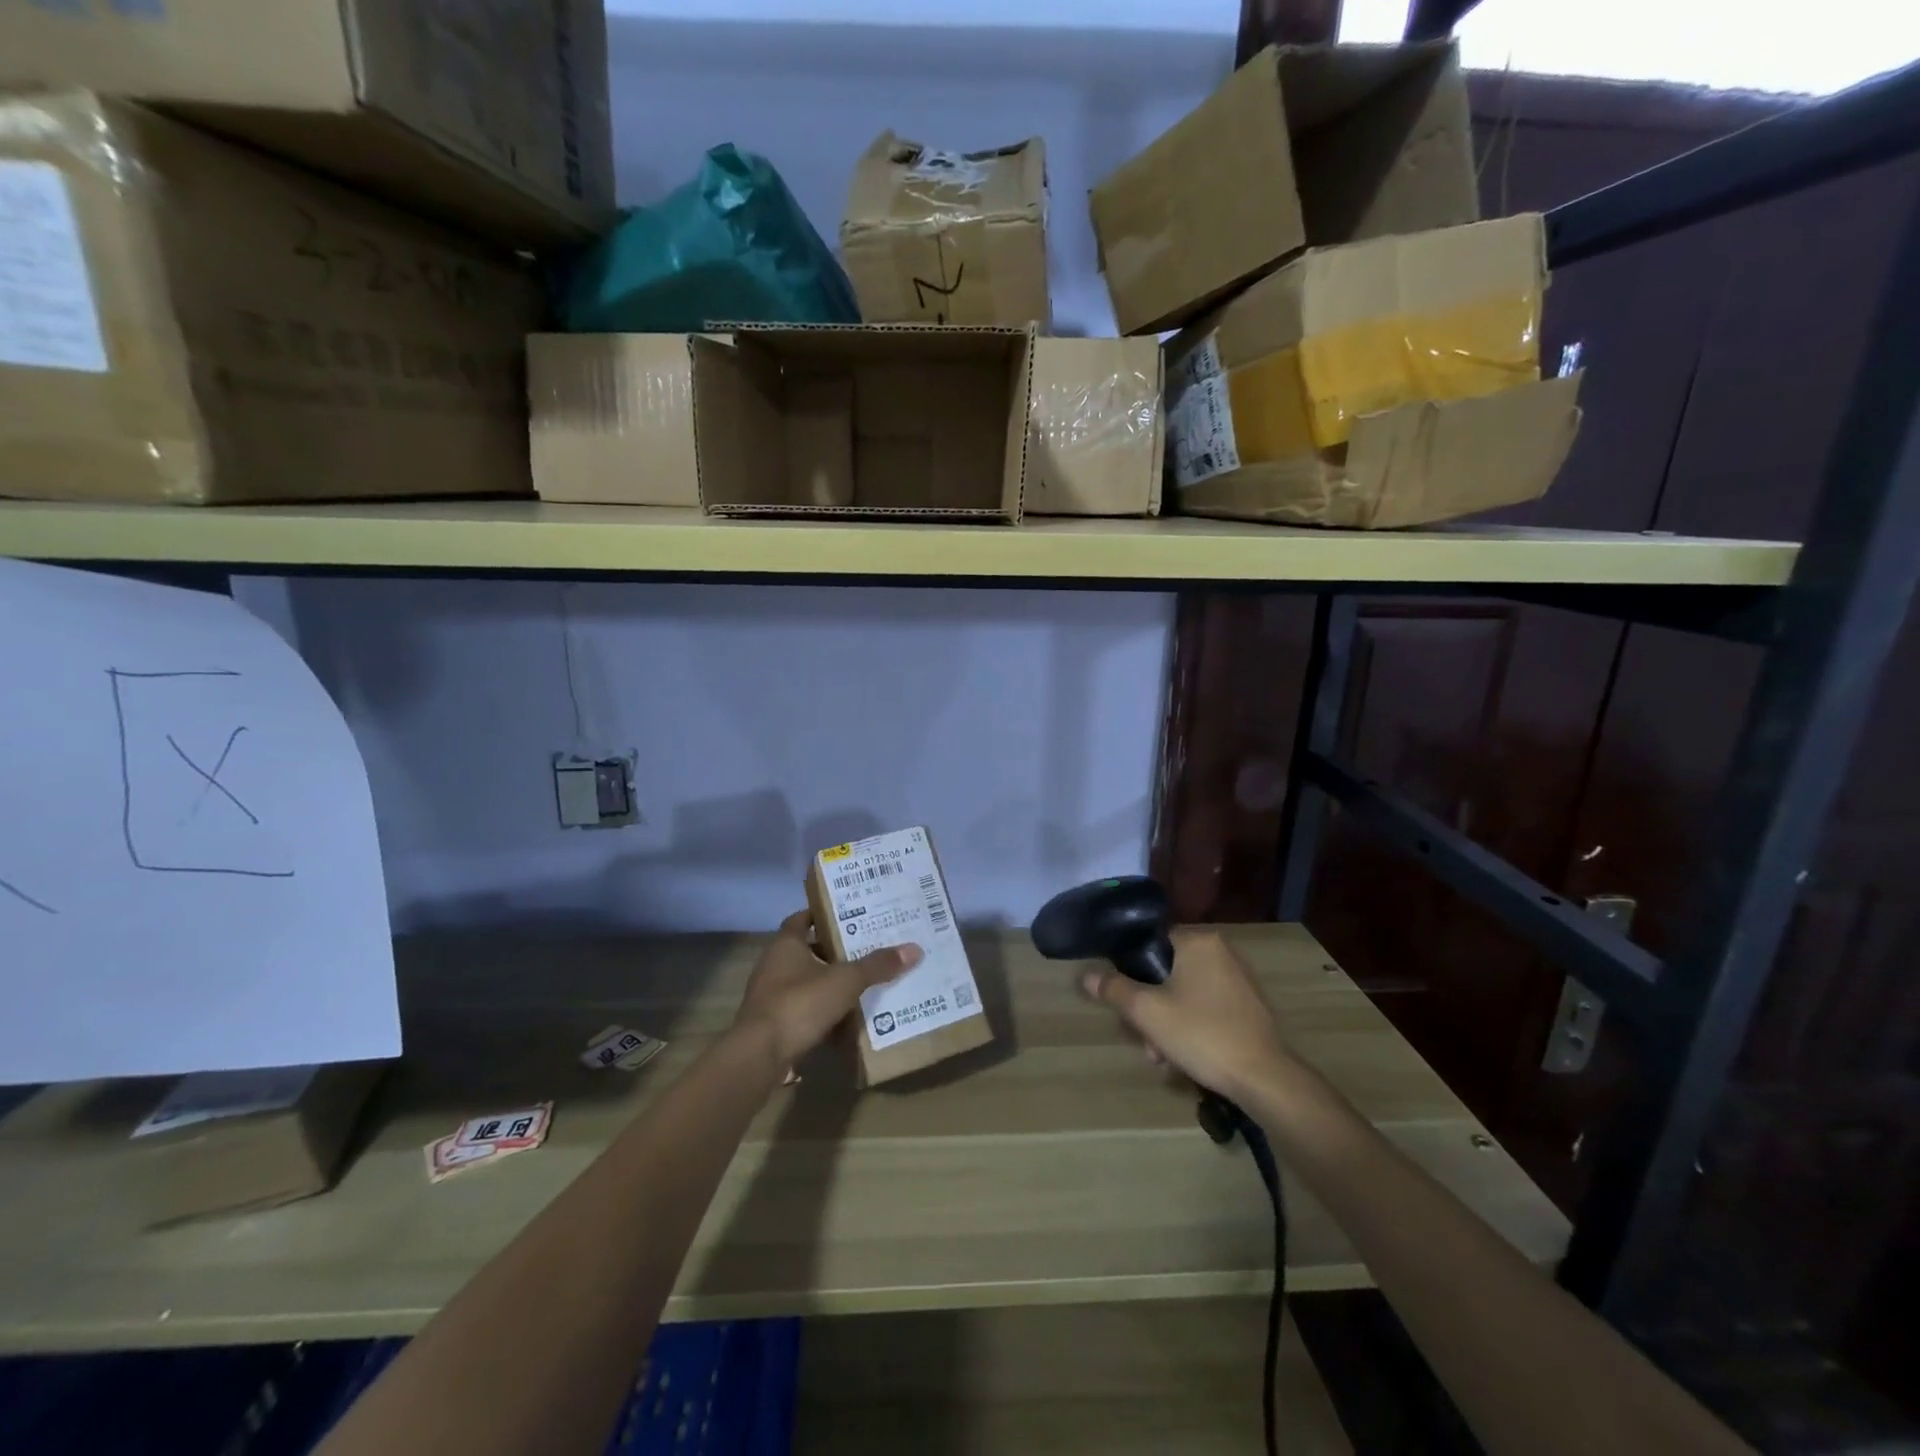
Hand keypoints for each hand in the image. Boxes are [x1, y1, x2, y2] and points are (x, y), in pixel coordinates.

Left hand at [734, 910, 922, 1065]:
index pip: (802, 919)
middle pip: (807, 951)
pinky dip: (822, 1012)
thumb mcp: (845, 981)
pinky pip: (803, 1010)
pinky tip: (846, 1019)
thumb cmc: (799, 1004)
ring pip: (806, 982)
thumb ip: (877, 966)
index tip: (849, 913)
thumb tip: (914, 949)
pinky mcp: (773, 1024)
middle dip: (834, 951)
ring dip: (829, 983)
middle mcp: (773, 965)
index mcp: (785, 945)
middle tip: (866, 947)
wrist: (760, 1056)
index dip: (822, 915)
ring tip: (862, 982)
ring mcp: (770, 996)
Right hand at [1080, 927, 1289, 1100]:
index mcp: (1198, 941)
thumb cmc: (1201, 1033)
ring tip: (1162, 1057)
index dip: (1132, 970)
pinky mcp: (1251, 1006)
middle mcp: (1222, 951)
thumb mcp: (1147, 1012)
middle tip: (1143, 1039)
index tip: (1125, 1000)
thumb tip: (1086, 976)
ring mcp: (1240, 979)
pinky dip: (1192, 1025)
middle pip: (1168, 971)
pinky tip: (1185, 1056)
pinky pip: (1208, 1006)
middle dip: (1150, 1006)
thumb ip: (1114, 989)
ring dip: (1168, 1021)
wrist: (1264, 1078)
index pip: (1151, 942)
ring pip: (1186, 993)